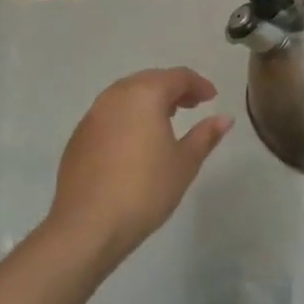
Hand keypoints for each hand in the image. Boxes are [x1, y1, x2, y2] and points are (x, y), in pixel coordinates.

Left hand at [46, 67, 231, 267]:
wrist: (87, 226)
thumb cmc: (145, 190)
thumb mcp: (184, 163)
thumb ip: (205, 136)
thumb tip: (224, 118)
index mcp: (145, 94)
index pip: (177, 76)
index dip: (199, 84)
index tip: (212, 98)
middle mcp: (115, 96)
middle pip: (150, 80)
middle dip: (173, 89)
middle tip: (192, 106)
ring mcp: (92, 115)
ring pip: (126, 95)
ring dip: (149, 101)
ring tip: (166, 121)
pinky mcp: (78, 136)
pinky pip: (110, 114)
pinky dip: (128, 116)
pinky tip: (136, 141)